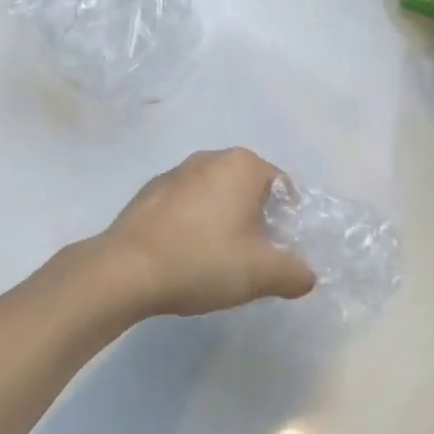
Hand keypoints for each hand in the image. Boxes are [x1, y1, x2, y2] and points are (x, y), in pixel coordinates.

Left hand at [98, 149, 316, 317]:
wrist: (125, 270)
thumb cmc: (202, 260)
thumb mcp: (260, 273)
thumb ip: (294, 273)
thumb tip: (307, 275)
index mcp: (242, 165)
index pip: (281, 186)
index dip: (286, 219)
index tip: (278, 249)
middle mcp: (211, 157)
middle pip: (247, 188)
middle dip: (254, 218)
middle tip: (251, 257)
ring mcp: (176, 171)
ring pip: (215, 194)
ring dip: (221, 219)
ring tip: (215, 259)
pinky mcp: (150, 191)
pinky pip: (185, 204)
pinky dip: (192, 223)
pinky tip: (184, 254)